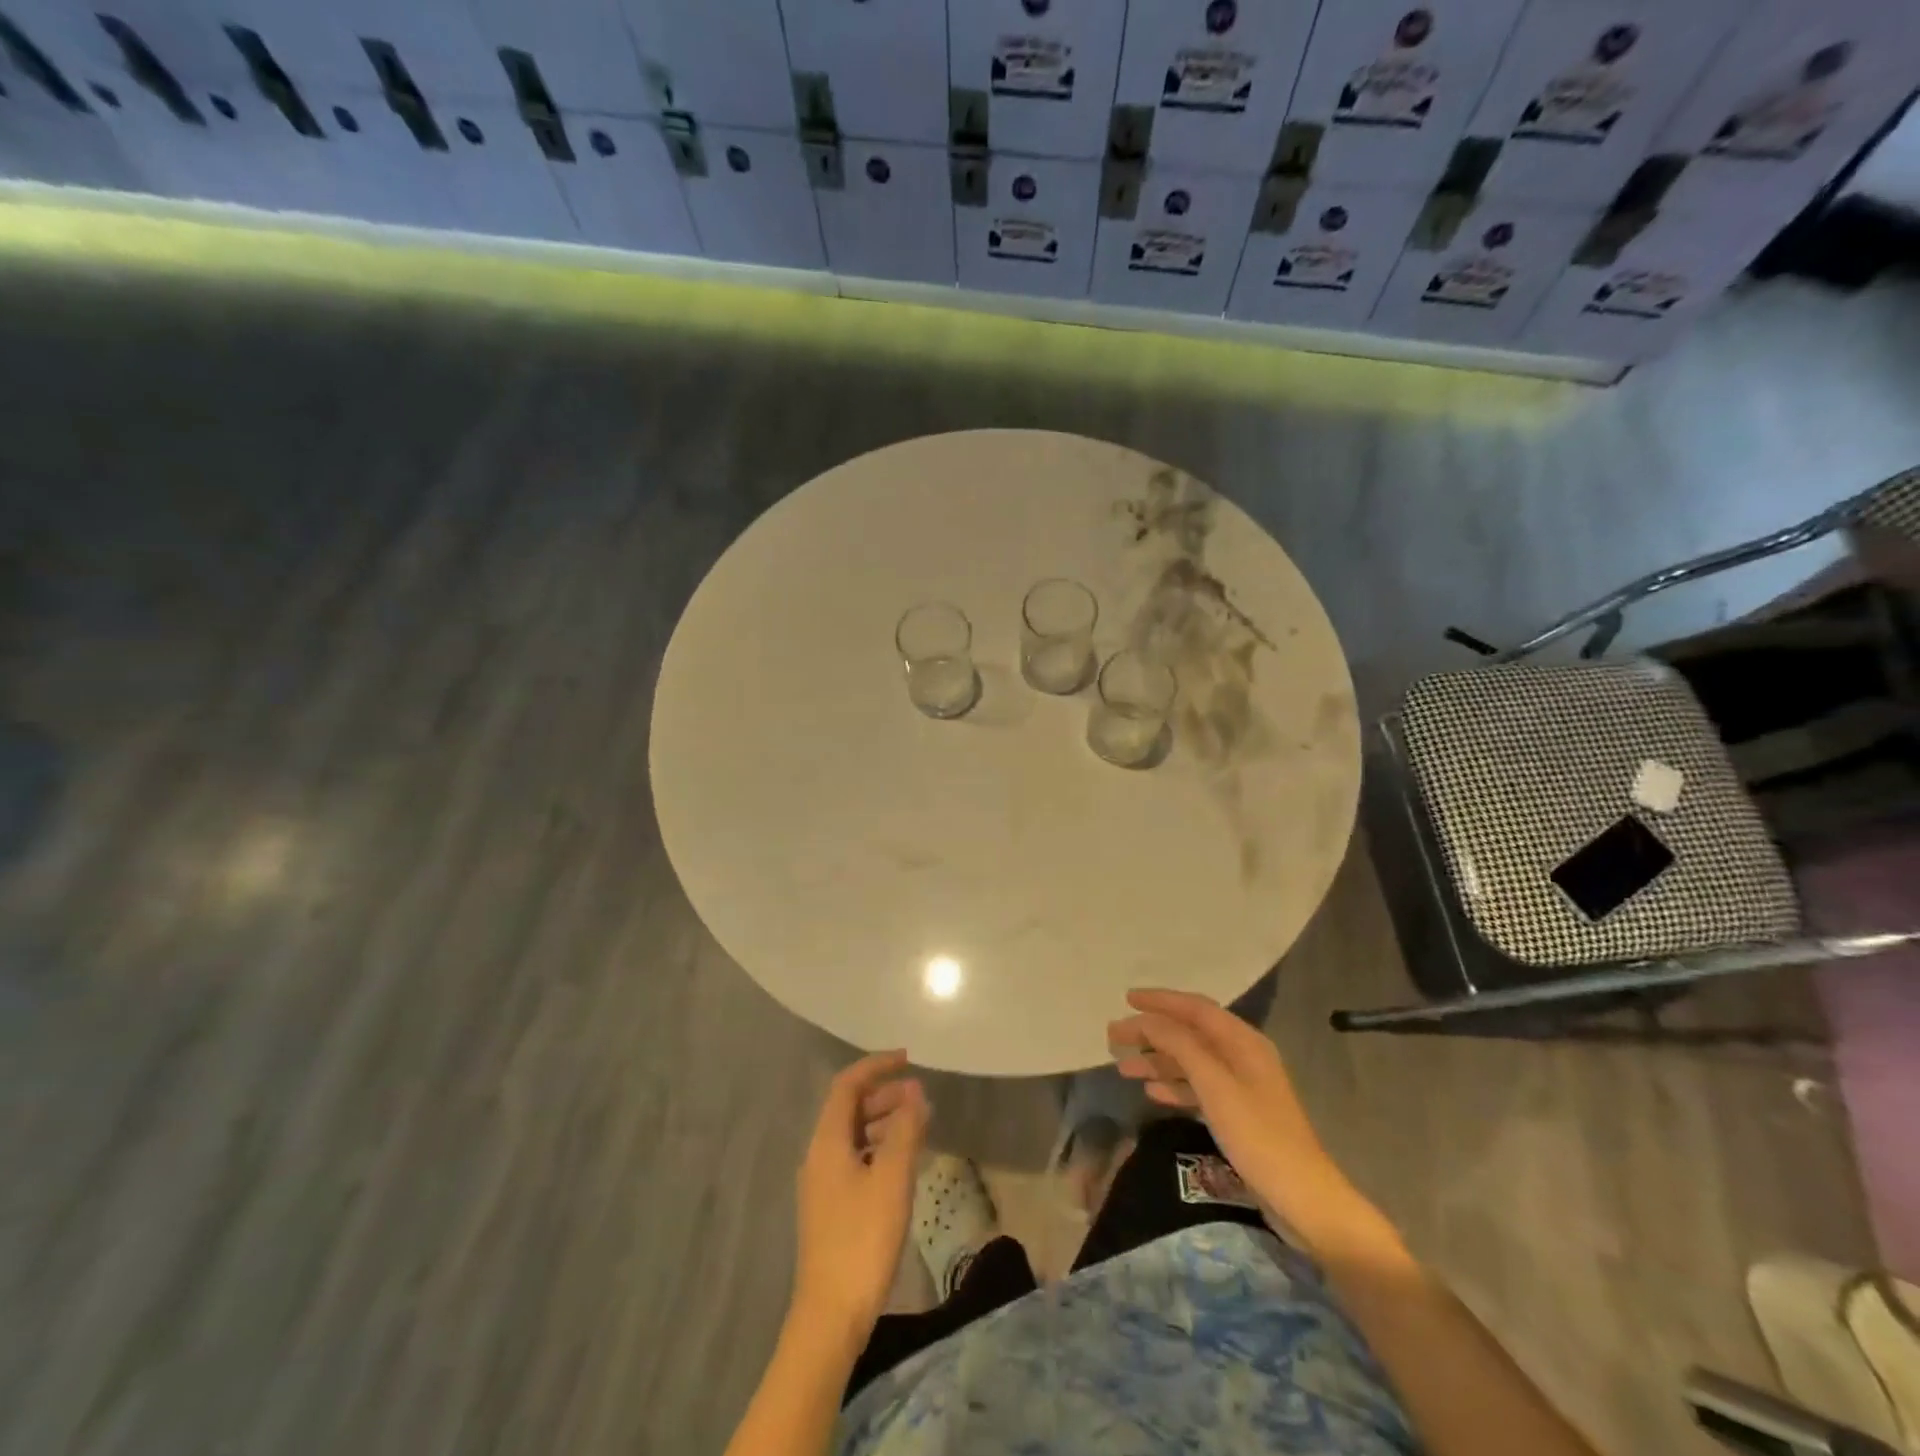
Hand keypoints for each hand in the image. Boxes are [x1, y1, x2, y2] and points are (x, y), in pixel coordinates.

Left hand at [792, 1050, 929, 1340]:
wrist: (830, 1315)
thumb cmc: (862, 1239)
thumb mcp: (892, 1179)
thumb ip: (905, 1130)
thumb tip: (914, 1092)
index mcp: (827, 1141)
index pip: (847, 1085)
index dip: (876, 1066)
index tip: (908, 1059)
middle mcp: (819, 1155)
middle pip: (849, 1108)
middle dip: (884, 1094)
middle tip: (920, 1097)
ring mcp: (823, 1183)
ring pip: (854, 1134)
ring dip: (884, 1121)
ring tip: (919, 1126)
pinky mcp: (831, 1207)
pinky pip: (856, 1158)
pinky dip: (880, 1148)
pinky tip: (903, 1163)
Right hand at [1108, 989, 1346, 1232]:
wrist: (1304, 1200)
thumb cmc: (1258, 1136)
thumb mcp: (1215, 1086)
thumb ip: (1180, 1046)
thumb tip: (1148, 1020)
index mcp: (1242, 1041)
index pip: (1195, 1008)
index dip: (1160, 1001)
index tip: (1127, 999)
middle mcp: (1242, 1056)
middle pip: (1189, 1033)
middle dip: (1152, 1032)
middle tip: (1114, 1036)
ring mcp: (1241, 1086)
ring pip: (1190, 1061)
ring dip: (1157, 1061)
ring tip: (1123, 1068)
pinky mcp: (1237, 1114)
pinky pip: (1197, 1087)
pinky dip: (1173, 1085)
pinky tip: (1151, 1092)